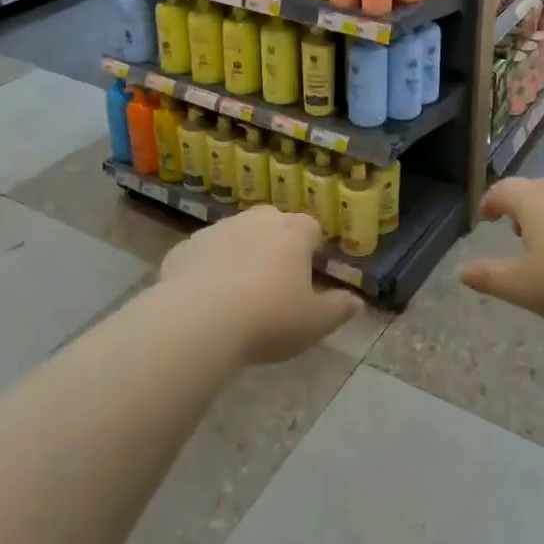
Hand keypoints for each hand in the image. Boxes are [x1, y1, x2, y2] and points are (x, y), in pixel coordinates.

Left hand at [160, 206, 360, 363]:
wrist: (198, 321)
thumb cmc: (268, 318)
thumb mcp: (315, 323)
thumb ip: (339, 309)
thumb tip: (357, 301)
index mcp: (293, 232)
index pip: (312, 230)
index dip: (313, 251)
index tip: (310, 276)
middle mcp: (257, 220)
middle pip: (274, 226)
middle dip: (277, 247)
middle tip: (275, 284)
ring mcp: (218, 229)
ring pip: (237, 236)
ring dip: (241, 255)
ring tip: (238, 294)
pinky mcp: (186, 247)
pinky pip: (204, 255)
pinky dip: (208, 269)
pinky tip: (205, 299)